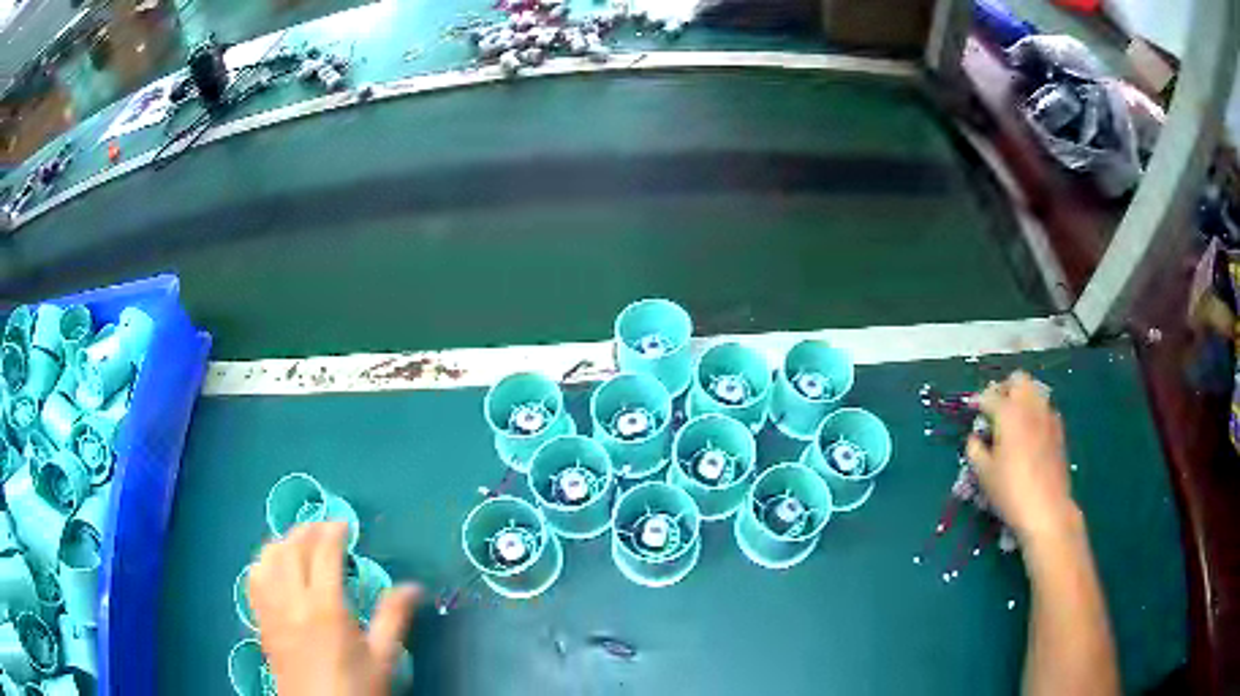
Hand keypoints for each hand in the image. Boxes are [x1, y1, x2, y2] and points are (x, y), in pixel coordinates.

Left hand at [249, 522, 420, 695]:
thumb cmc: (357, 687)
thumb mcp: (383, 658)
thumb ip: (394, 618)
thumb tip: (413, 586)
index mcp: (326, 608)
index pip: (323, 554)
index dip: (333, 531)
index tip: (344, 524)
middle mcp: (293, 601)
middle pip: (292, 549)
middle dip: (307, 530)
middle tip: (324, 528)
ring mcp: (272, 610)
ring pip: (268, 559)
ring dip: (283, 542)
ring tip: (299, 543)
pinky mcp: (261, 621)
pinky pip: (253, 580)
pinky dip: (263, 563)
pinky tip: (273, 567)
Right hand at [966, 372, 1079, 543]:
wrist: (1047, 509)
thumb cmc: (1011, 491)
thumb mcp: (984, 474)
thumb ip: (975, 450)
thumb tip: (975, 439)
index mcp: (1009, 413)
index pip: (990, 396)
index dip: (977, 401)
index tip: (971, 410)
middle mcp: (1030, 406)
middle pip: (1018, 380)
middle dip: (1004, 388)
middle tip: (994, 408)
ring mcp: (1048, 416)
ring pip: (1034, 391)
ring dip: (1021, 398)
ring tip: (1012, 420)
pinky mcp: (1059, 430)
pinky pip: (1044, 409)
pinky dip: (1034, 413)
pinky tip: (1029, 434)